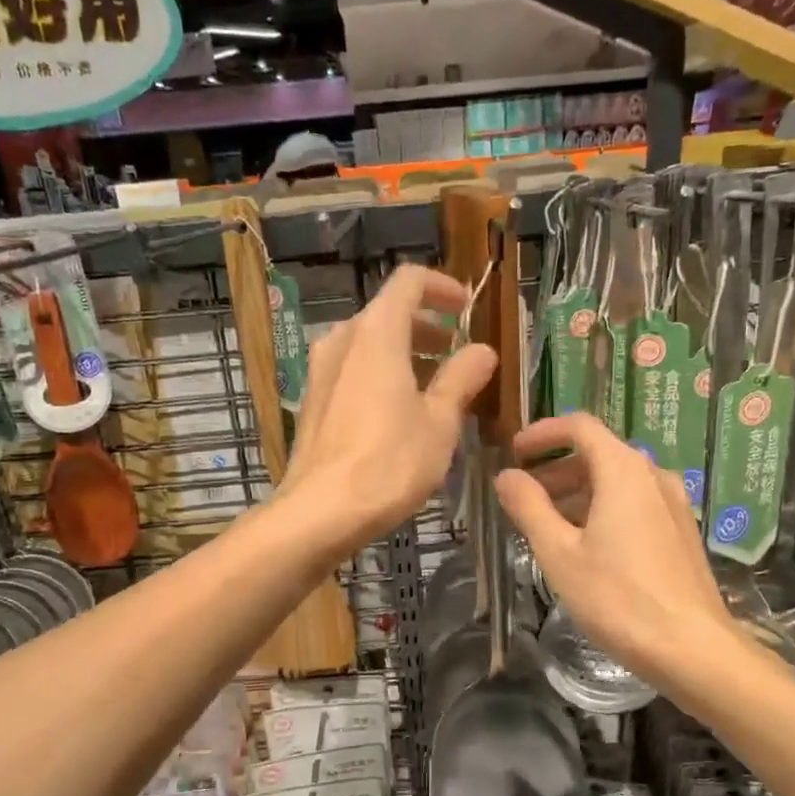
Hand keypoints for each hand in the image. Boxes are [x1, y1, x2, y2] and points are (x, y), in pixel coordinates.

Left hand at [282, 264, 496, 545]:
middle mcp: (342, 342)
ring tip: (435, 386)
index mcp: (377, 334)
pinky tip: (400, 412)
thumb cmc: (389, 463)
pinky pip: (352, 371)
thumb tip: (481, 351)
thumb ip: (461, 379)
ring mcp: (321, 372)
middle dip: (427, 327)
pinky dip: (380, 375)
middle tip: (456, 353)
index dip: (441, 287)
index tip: (466, 308)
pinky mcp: (313, 402)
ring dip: (404, 354)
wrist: (319, 512)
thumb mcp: (439, 422)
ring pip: (368, 345)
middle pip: (387, 314)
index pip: (408, 282)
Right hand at [495, 413, 736, 684]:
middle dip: (556, 469)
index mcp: (623, 471)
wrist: (691, 648)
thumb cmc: (617, 598)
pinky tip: (585, 545)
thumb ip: (529, 507)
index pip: (580, 427)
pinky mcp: (681, 532)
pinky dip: (602, 509)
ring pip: (617, 481)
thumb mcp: (559, 553)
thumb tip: (507, 476)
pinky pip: (635, 504)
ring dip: (577, 492)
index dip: (542, 433)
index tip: (514, 451)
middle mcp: (653, 476)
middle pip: (598, 454)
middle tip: (523, 497)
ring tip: (547, 525)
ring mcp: (673, 504)